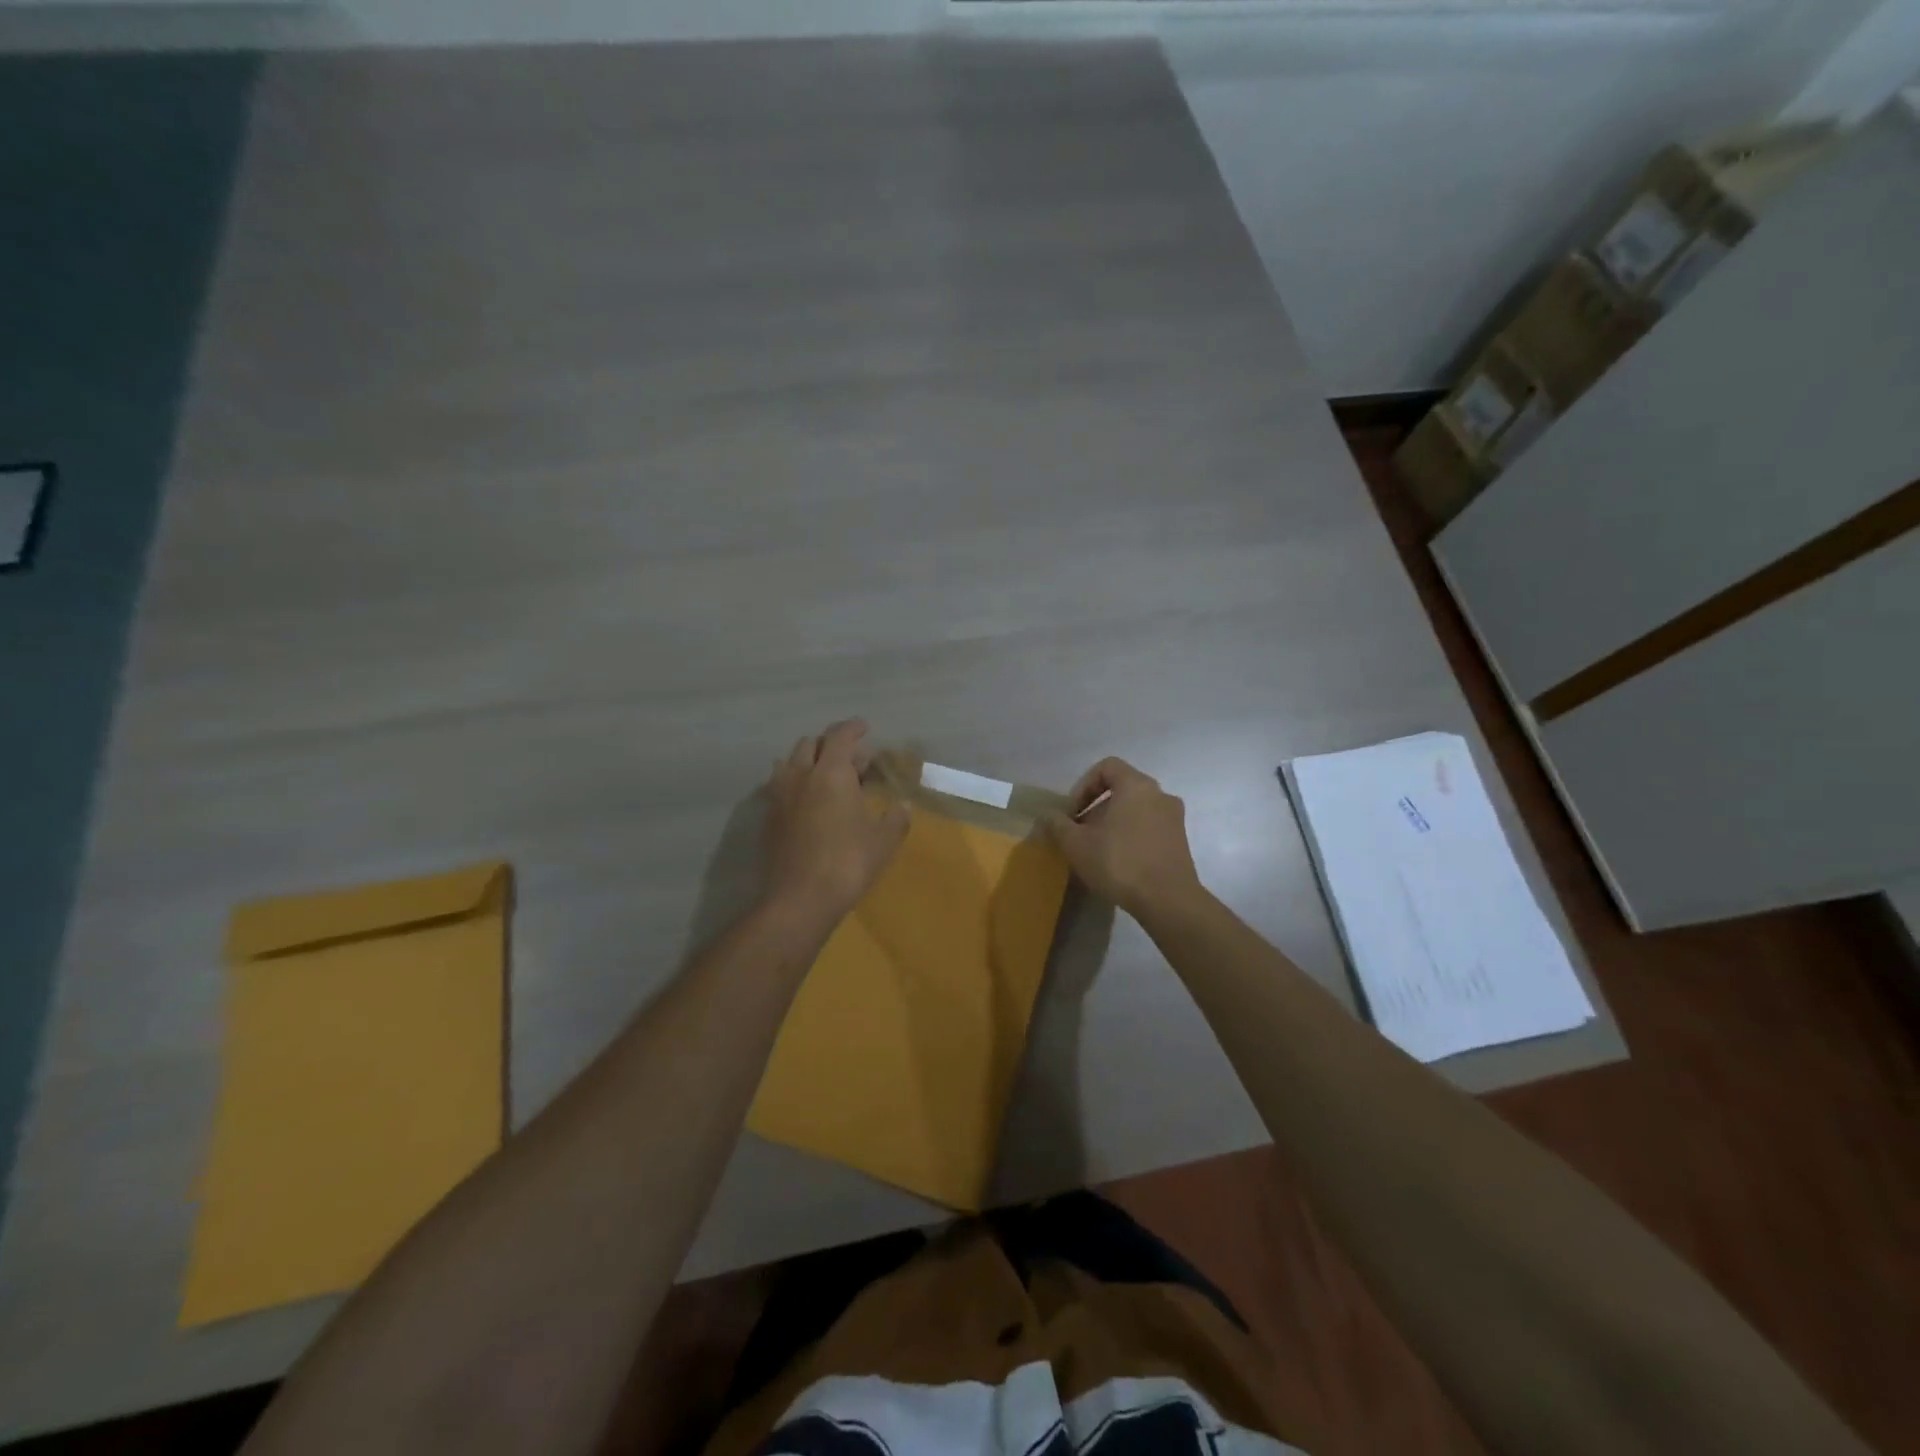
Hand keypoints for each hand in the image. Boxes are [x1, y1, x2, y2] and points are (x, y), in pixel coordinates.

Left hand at [762, 720, 909, 924]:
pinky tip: (809, 802)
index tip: (865, 727)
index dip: (853, 728)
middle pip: (811, 744)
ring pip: (790, 762)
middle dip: (832, 745)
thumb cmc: (848, 864)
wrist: (799, 899)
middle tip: (853, 761)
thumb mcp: (883, 842)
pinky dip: (795, 783)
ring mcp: (780, 796)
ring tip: (826, 777)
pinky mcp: (769, 817)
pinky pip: (780, 786)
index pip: (840, 736)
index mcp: (831, 773)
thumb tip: (903, 806)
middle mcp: (801, 776)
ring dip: (808, 761)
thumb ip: (895, 818)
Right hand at [1044, 757, 1203, 918]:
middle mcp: (1160, 794)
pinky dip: (1131, 835)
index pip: (1106, 767)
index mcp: (1136, 785)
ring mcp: (1174, 818)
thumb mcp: (1076, 844)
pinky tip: (1119, 862)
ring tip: (1097, 850)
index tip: (1072, 812)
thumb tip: (1046, 815)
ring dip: (1113, 823)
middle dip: (1095, 807)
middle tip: (1080, 833)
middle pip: (1121, 788)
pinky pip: (1149, 826)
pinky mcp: (1180, 841)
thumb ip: (1057, 824)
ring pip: (1136, 809)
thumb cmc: (1119, 863)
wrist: (1168, 901)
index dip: (1083, 786)